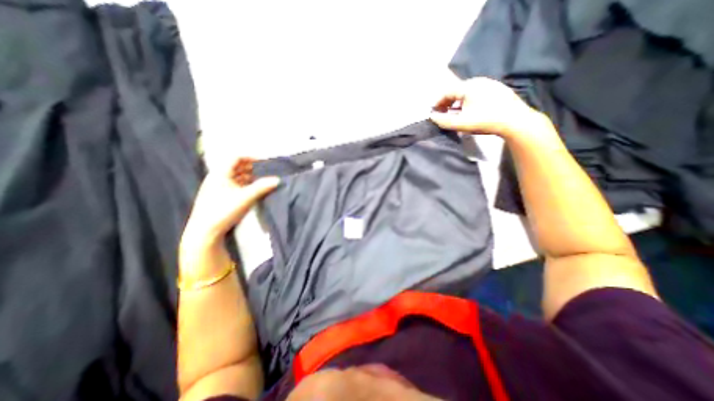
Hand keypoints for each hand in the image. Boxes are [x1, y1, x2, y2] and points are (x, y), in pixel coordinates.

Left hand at [182, 158, 278, 242]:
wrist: (205, 231)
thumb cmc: (224, 210)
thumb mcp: (246, 197)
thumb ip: (262, 187)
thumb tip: (278, 179)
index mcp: (220, 173)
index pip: (236, 157)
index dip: (250, 157)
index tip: (264, 162)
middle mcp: (217, 177)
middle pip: (236, 166)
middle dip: (251, 167)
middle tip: (265, 171)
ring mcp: (217, 186)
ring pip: (235, 175)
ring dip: (248, 176)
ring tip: (261, 180)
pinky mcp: (219, 195)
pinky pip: (234, 184)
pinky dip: (244, 184)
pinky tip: (252, 189)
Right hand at [429, 78, 550, 140]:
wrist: (515, 121)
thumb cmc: (484, 121)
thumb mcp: (460, 123)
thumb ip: (443, 121)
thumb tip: (432, 117)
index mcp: (468, 86)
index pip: (447, 92)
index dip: (437, 102)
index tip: (432, 112)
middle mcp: (478, 81)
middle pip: (456, 90)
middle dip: (446, 102)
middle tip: (442, 113)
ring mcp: (489, 84)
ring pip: (467, 92)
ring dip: (457, 102)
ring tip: (453, 113)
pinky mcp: (497, 89)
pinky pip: (476, 93)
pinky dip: (467, 101)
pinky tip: (468, 111)